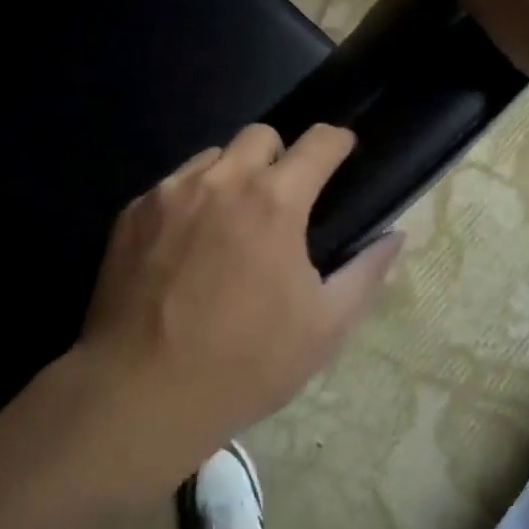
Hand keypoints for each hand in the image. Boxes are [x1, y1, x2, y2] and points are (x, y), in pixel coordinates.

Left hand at [79, 123, 403, 473]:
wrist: (141, 392)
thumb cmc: (246, 363)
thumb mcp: (324, 327)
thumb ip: (366, 272)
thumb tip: (395, 236)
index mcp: (274, 201)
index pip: (318, 141)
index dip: (337, 141)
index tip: (342, 153)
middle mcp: (221, 181)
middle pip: (260, 135)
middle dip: (280, 156)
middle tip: (282, 200)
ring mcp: (170, 192)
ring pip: (212, 157)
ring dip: (232, 176)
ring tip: (231, 222)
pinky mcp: (133, 211)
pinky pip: (172, 185)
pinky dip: (190, 201)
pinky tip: (185, 247)